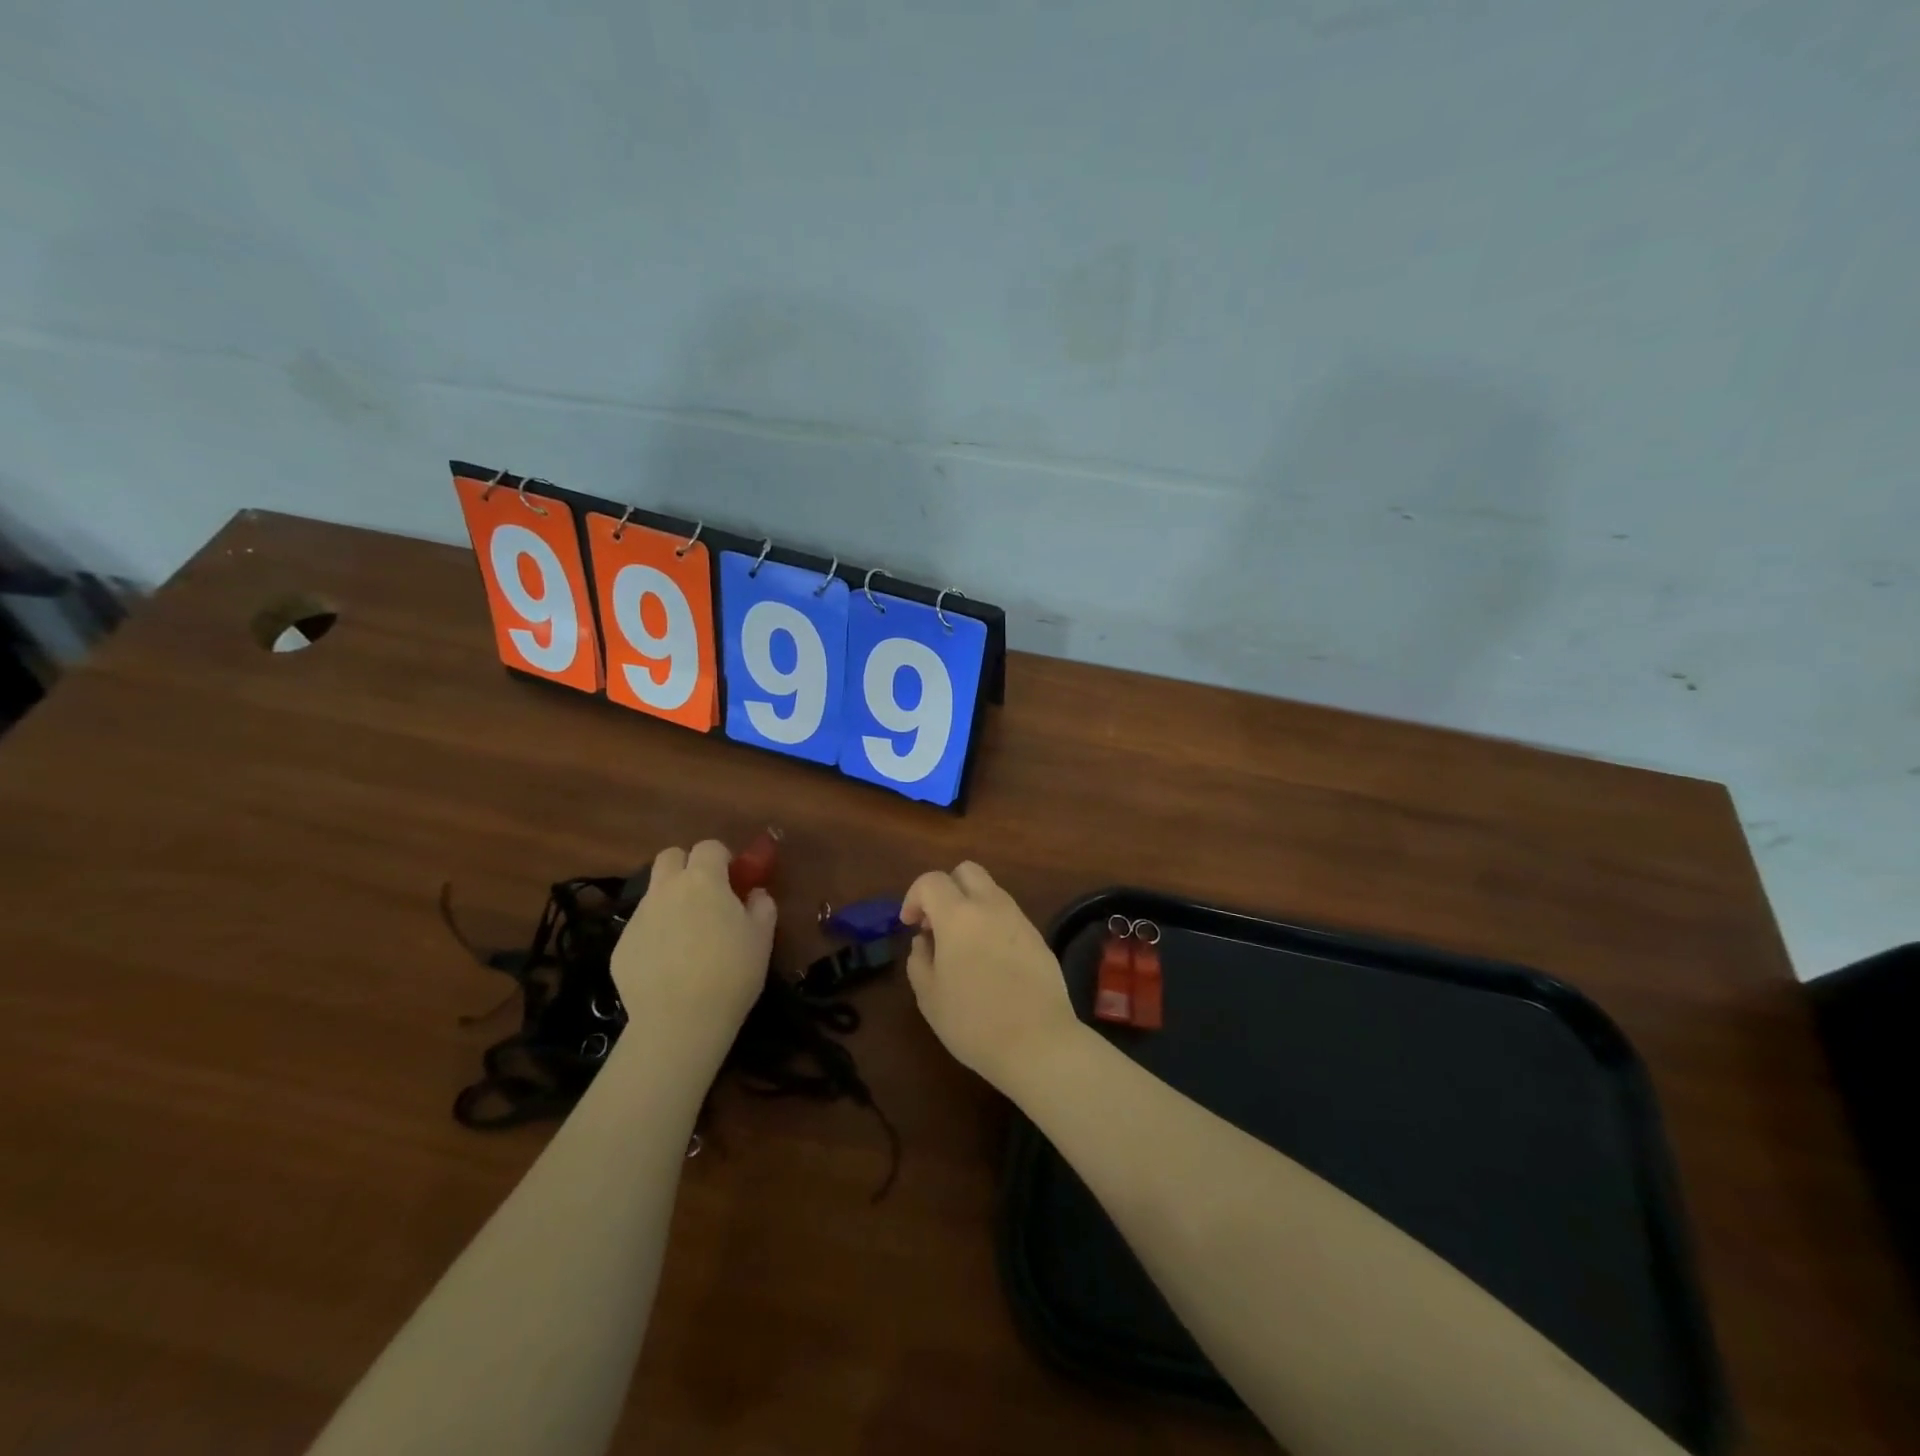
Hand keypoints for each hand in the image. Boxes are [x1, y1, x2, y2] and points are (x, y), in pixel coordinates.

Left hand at [612, 840, 775, 1055]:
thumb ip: (762, 906)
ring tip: (686, 935)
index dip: (722, 858)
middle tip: (705, 895)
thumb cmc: (732, 972)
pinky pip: (641, 928)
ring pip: (653, 893)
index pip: (709, 847)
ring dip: (670, 900)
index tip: (733, 879)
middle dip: (687, 866)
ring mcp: (639, 917)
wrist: (680, 1022)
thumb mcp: (763, 937)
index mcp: (703, 880)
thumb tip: (755, 894)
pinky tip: (668, 965)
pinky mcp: (621, 946)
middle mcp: (666, 889)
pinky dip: (654, 935)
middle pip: (670, 857)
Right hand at [901, 861, 1079, 1090]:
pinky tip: (990, 961)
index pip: (932, 881)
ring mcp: (1019, 919)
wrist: (1039, 1043)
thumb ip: (919, 960)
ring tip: (963, 946)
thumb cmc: (974, 1022)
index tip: (910, 925)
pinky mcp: (1038, 937)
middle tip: (937, 924)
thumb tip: (924, 941)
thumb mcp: (929, 997)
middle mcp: (991, 906)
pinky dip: (992, 924)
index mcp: (959, 915)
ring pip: (991, 891)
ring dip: (971, 906)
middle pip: (967, 871)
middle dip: (947, 888)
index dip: (914, 897)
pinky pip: (1009, 915)